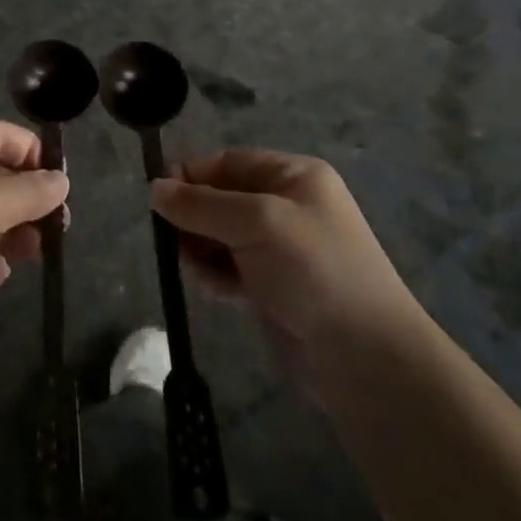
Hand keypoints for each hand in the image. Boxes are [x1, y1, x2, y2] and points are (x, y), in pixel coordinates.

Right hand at [150, 149, 425, 369]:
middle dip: (194, 219)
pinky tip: (217, 291)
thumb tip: (153, 188)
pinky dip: (215, 275)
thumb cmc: (314, 270)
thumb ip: (200, 204)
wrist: (366, 357)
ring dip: (200, 250)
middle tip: (177, 244)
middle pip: (218, 198)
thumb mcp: (256, 223)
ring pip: (218, 235)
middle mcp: (285, 205)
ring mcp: (279, 247)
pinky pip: (228, 267)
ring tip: (199, 271)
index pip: (225, 162)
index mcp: (291, 175)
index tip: (158, 201)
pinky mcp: (272, 285)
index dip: (190, 177)